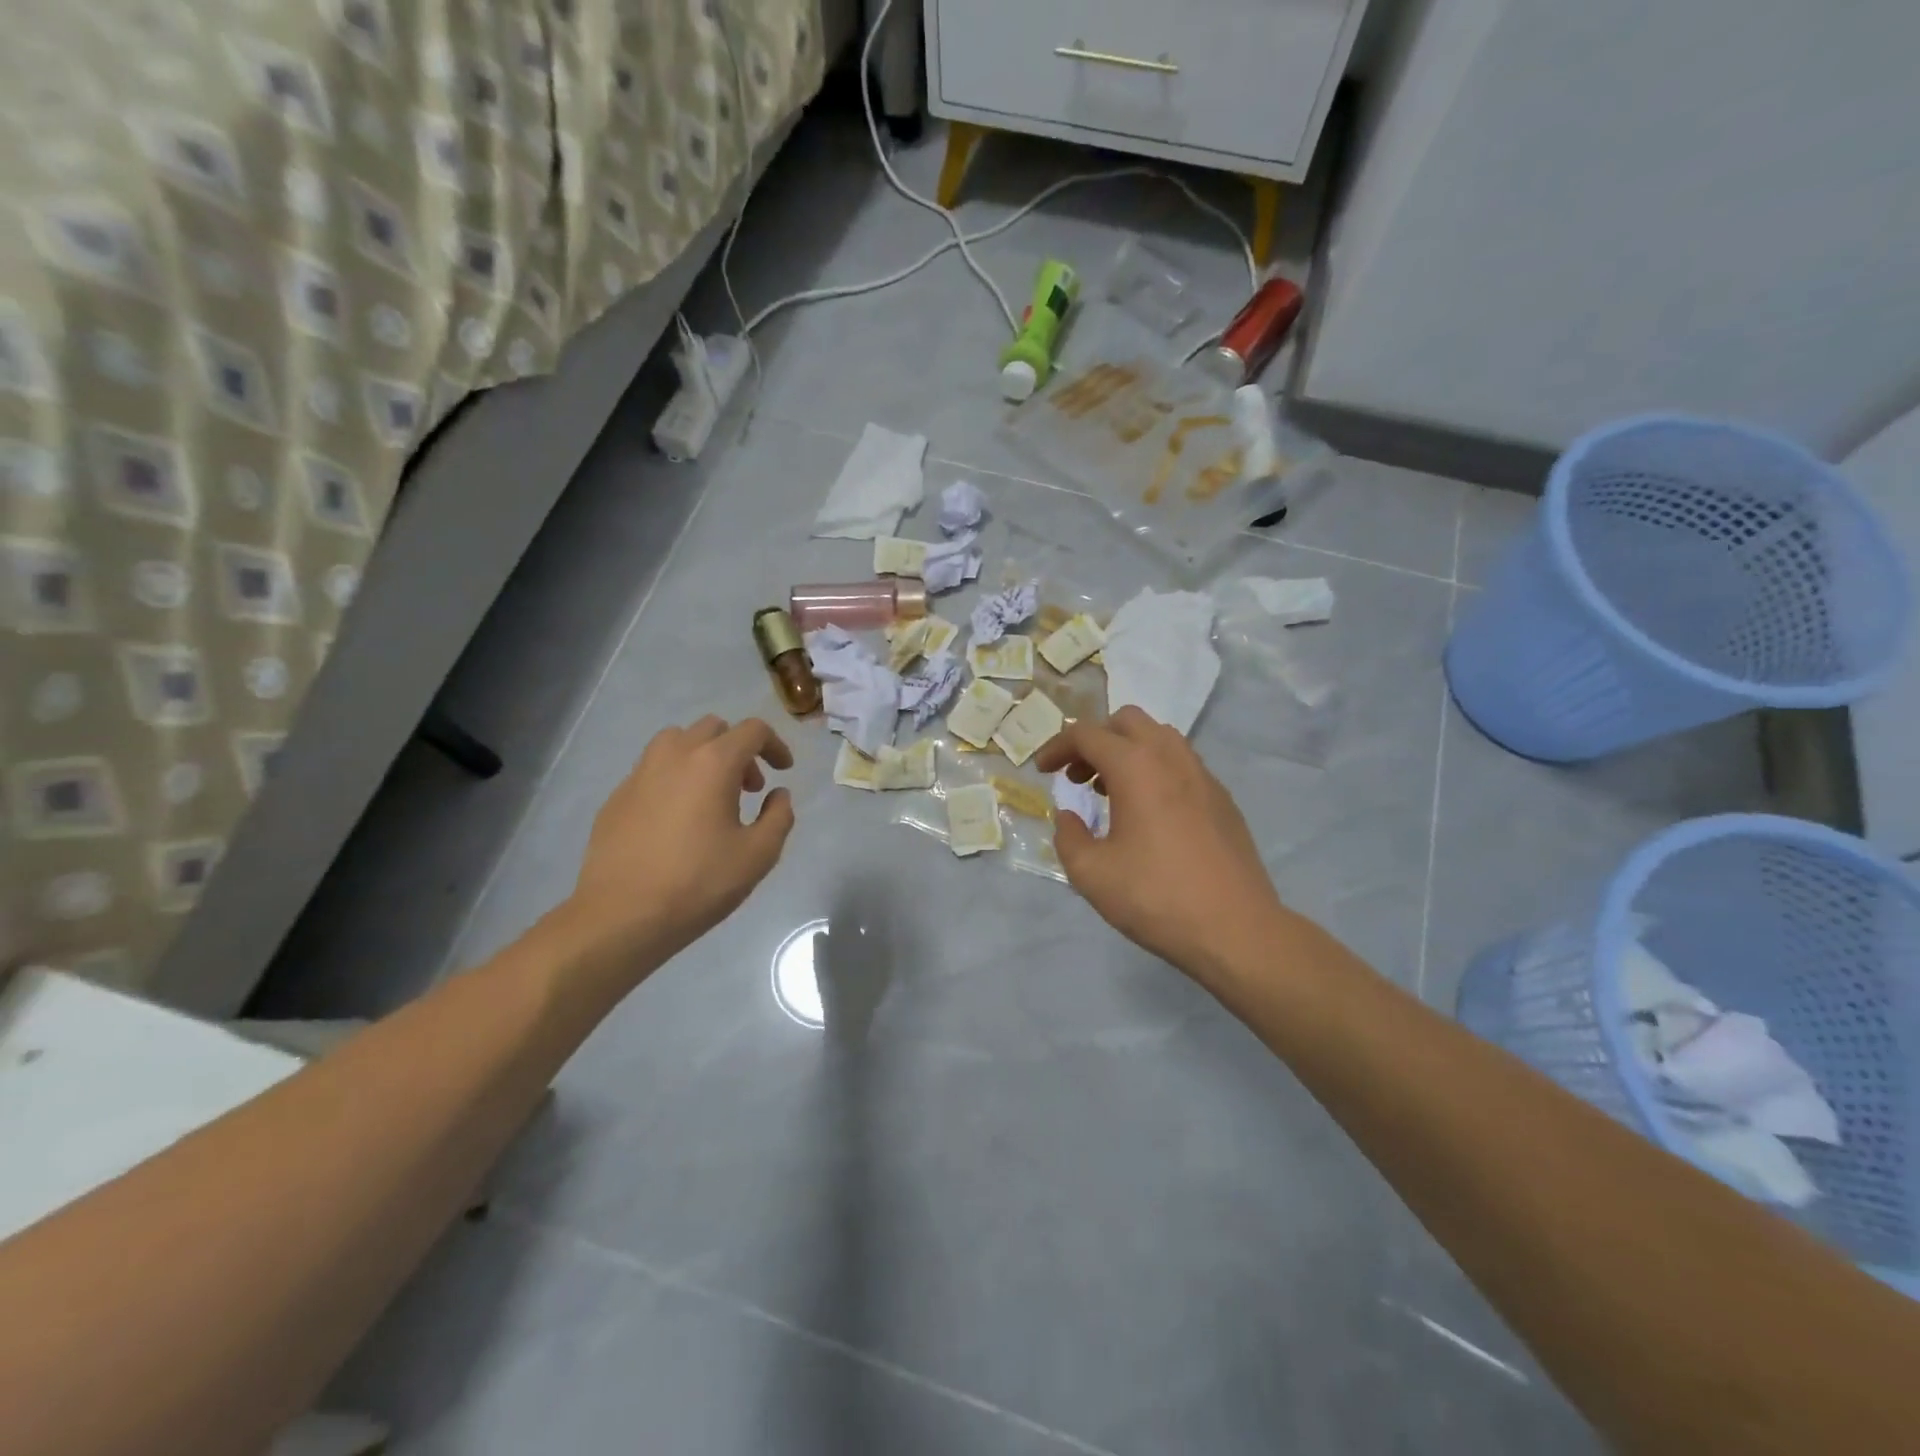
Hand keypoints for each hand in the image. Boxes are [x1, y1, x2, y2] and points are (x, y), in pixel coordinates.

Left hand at [562, 716, 795, 980]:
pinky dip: (674, 778)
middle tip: (749, 788)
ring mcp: (639, 774)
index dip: (775, 745)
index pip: (752, 730)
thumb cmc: (699, 883)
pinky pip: (652, 769)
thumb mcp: (759, 855)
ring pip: (676, 741)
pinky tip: (677, 818)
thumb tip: (777, 794)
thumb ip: (779, 816)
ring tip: (710, 794)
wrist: (622, 916)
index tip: (784, 770)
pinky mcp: (616, 796)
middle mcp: (674, 755)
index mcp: (713, 763)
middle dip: (738, 750)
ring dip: (702, 756)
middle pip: (713, 728)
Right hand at [1035, 706, 1284, 975]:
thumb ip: (1068, 836)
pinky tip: (1149, 814)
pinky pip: (1182, 764)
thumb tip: (1069, 817)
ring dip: (1128, 752)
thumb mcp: (1091, 874)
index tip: (1042, 771)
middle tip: (1078, 776)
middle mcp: (1172, 758)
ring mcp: (1204, 776)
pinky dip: (1155, 771)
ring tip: (1111, 792)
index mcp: (1136, 767)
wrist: (1236, 930)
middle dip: (1096, 740)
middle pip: (1127, 722)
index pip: (1087, 735)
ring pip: (1160, 738)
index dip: (1057, 747)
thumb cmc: (1156, 897)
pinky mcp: (1223, 799)